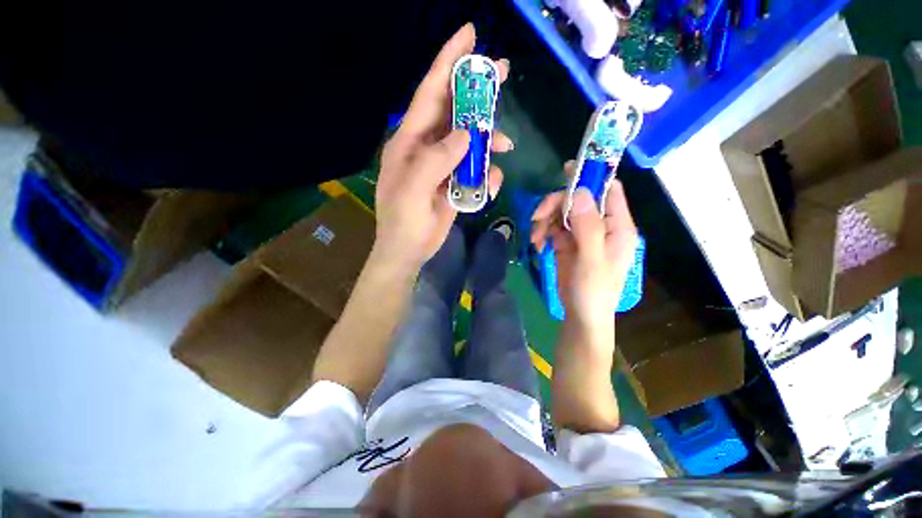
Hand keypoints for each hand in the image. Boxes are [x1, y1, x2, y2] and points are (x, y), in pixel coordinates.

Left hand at [374, 23, 511, 268]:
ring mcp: (443, 165)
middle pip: (454, 111)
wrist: (409, 250)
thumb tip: (466, 134)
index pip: (430, 94)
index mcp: (410, 141)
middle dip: (477, 93)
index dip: (448, 63)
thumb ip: (437, 159)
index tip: (470, 35)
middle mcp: (427, 147)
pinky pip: (475, 169)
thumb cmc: (403, 221)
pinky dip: (486, 173)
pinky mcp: (455, 182)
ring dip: (488, 140)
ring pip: (470, 141)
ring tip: (504, 146)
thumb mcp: (413, 189)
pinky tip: (491, 183)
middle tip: (502, 73)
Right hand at [530, 161, 637, 326]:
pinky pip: (552, 227)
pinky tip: (537, 244)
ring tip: (535, 237)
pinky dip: (542, 232)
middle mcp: (600, 225)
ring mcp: (581, 233)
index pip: (609, 191)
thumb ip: (589, 227)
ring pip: (562, 212)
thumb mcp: (593, 261)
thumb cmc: (594, 291)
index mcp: (617, 226)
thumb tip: (581, 192)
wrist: (581, 316)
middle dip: (556, 204)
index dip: (590, 177)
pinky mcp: (566, 243)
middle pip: (578, 199)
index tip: (566, 171)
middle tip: (538, 216)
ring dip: (545, 220)